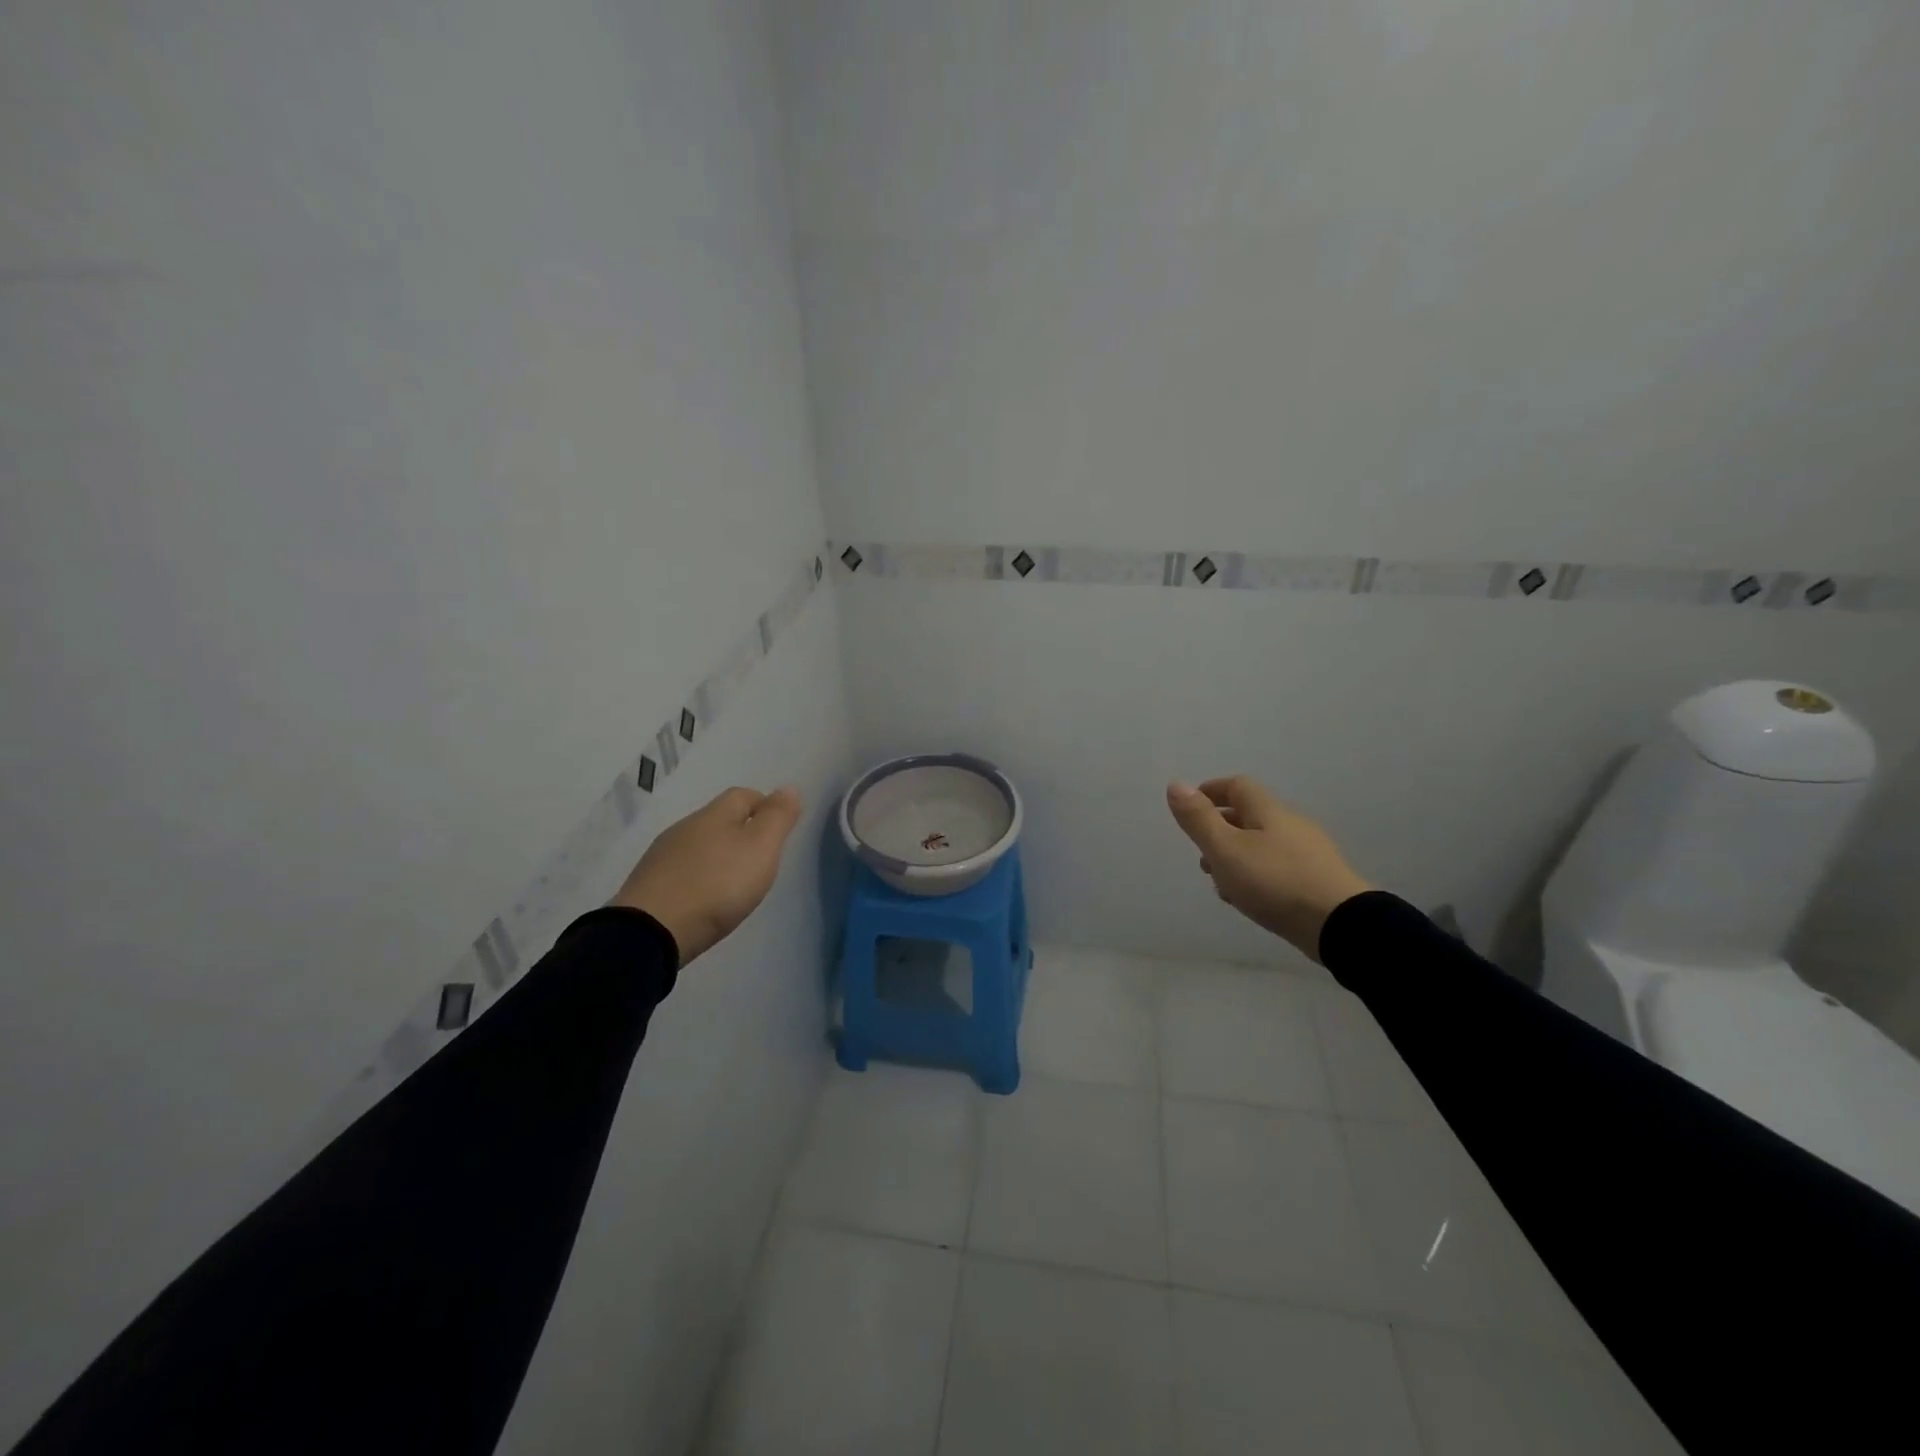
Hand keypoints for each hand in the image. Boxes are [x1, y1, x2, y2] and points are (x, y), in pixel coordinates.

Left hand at [610, 785, 802, 965]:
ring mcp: (662, 856)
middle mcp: (685, 828)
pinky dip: (698, 876)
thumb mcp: (761, 848)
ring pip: (699, 844)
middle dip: (741, 831)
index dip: (764, 805)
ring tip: (734, 881)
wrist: (652, 930)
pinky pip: (682, 870)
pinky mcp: (648, 884)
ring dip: (718, 855)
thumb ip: (778, 817)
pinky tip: (705, 897)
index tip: (779, 828)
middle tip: (761, 858)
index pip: (743, 794)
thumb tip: (789, 789)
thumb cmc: (718, 884)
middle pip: (719, 819)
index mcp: (714, 815)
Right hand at [1166, 776, 1371, 962]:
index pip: (1237, 786)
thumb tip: (1176, 784)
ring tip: (1219, 882)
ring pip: (1262, 845)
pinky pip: (1278, 868)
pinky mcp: (1318, 880)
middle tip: (1200, 852)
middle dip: (1220, 829)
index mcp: (1268, 811)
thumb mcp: (1225, 849)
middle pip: (1250, 816)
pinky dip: (1256, 875)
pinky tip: (1248, 899)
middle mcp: (1291, 825)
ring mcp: (1309, 853)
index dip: (1211, 791)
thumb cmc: (1275, 881)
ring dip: (1236, 856)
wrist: (1341, 925)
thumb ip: (1199, 819)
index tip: (1190, 807)